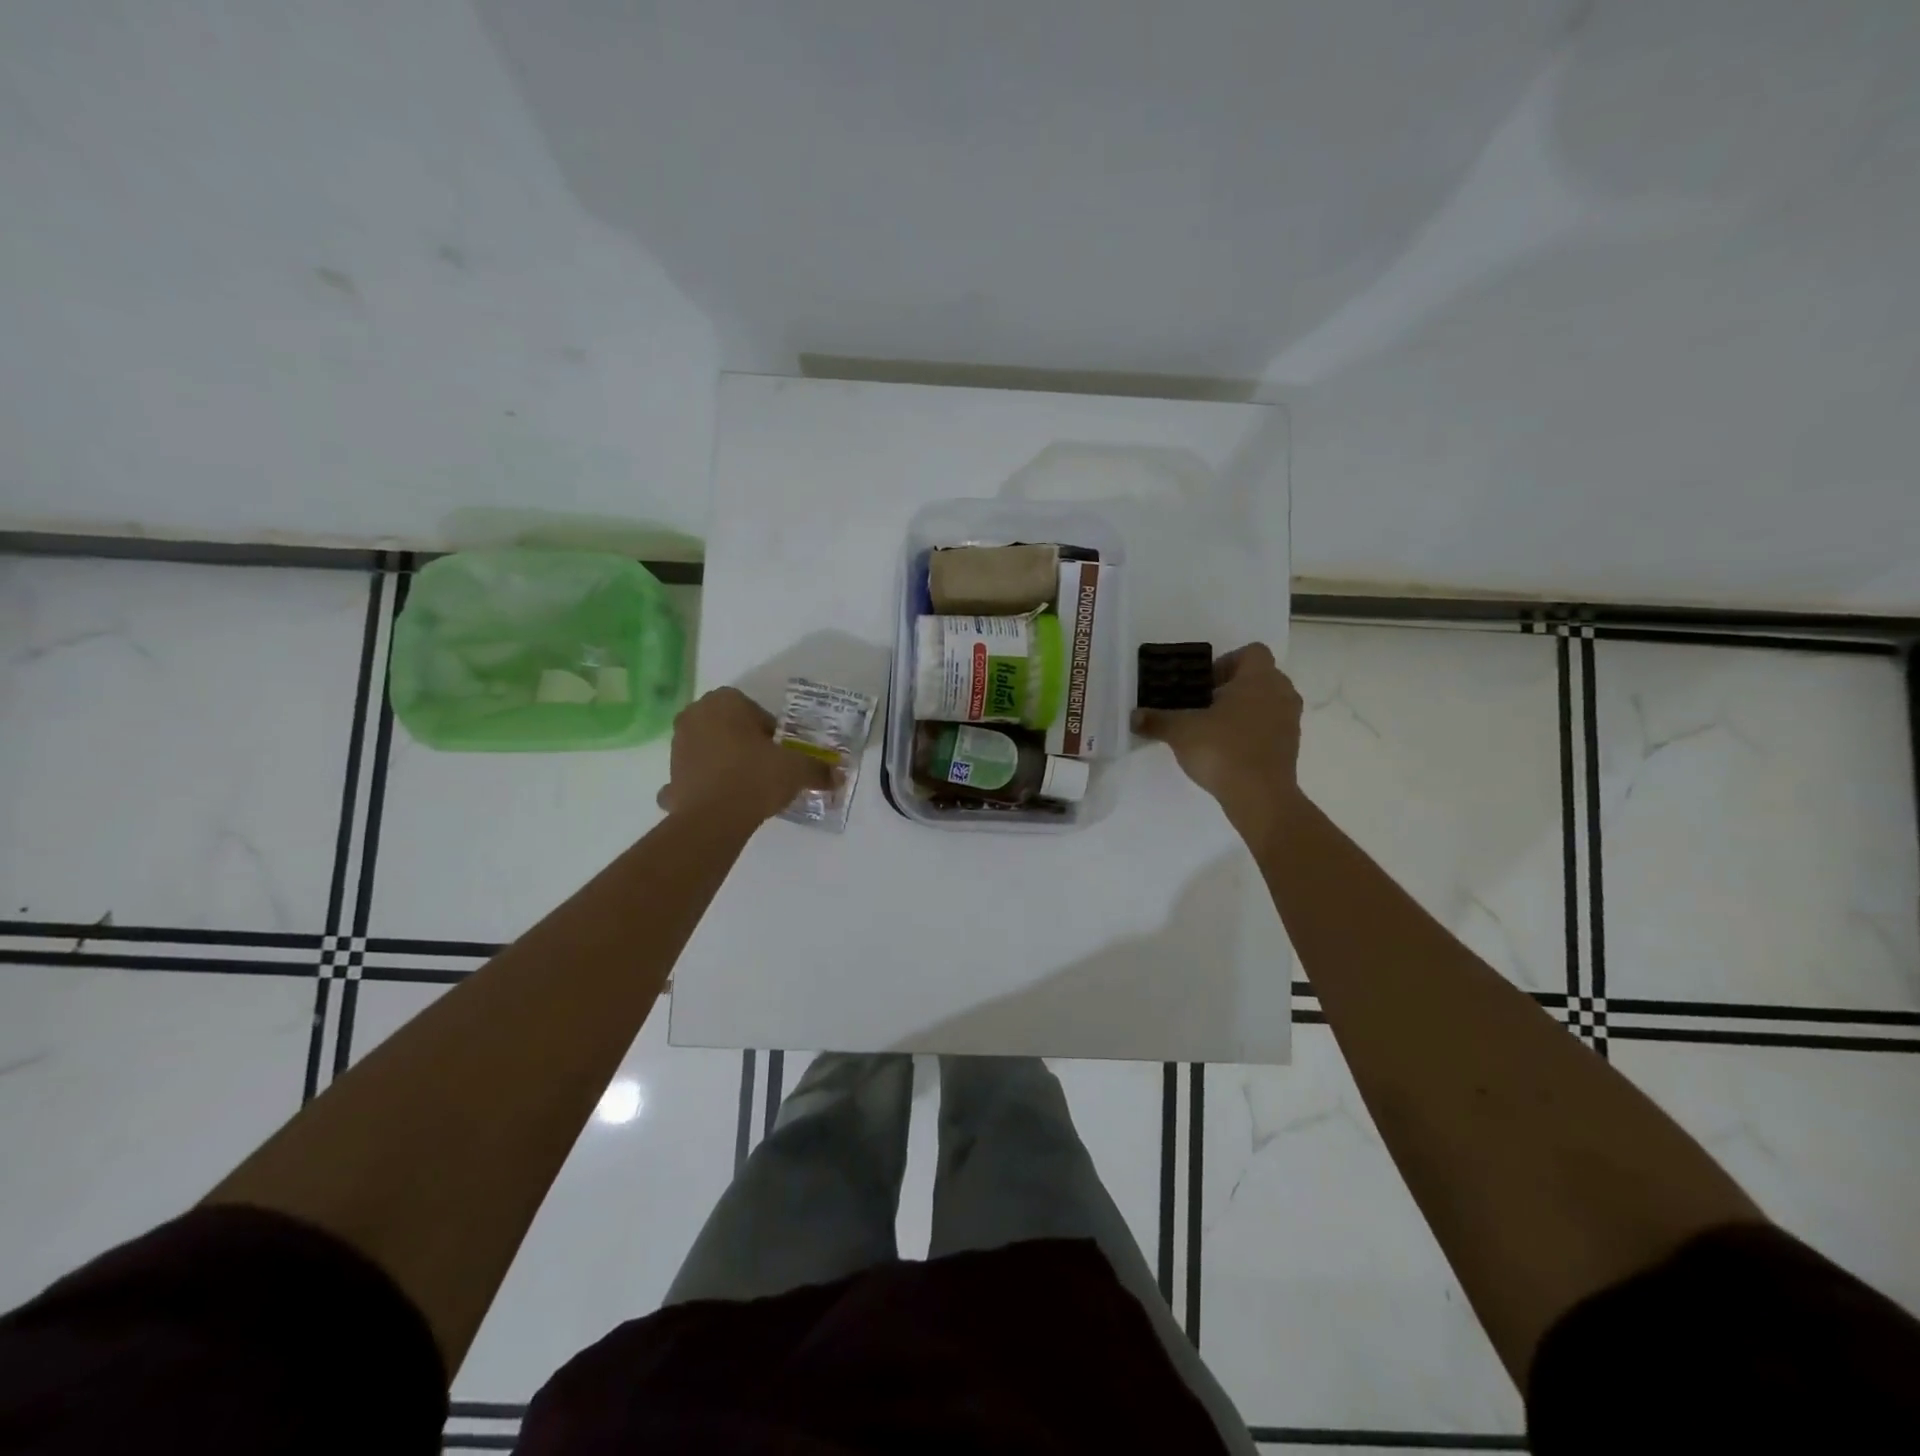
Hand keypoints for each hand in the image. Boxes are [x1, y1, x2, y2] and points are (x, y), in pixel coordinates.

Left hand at [656, 687, 835, 822]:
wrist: (714, 818)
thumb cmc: (755, 777)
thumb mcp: (797, 769)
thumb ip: (818, 769)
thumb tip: (839, 776)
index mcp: (724, 702)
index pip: (754, 710)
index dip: (770, 732)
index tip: (780, 752)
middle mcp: (695, 716)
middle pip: (728, 725)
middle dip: (744, 741)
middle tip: (765, 766)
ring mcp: (677, 746)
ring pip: (708, 747)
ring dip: (723, 760)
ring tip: (746, 785)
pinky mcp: (669, 776)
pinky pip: (690, 776)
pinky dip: (701, 785)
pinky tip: (718, 800)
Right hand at [1132, 643, 1302, 841]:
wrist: (1260, 796)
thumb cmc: (1223, 749)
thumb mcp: (1181, 731)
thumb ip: (1157, 720)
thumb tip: (1134, 717)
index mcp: (1259, 678)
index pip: (1251, 652)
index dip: (1226, 662)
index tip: (1204, 684)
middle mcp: (1281, 692)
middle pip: (1259, 677)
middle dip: (1232, 687)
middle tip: (1203, 705)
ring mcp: (1290, 720)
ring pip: (1266, 702)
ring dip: (1243, 709)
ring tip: (1214, 728)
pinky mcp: (1291, 746)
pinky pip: (1270, 726)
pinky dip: (1252, 731)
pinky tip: (1227, 749)